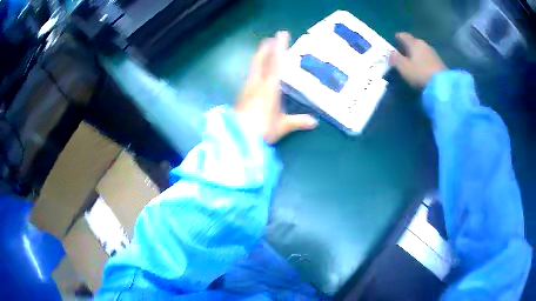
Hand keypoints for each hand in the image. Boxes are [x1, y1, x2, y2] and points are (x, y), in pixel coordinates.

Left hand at [235, 31, 317, 143]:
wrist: (237, 138)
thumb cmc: (262, 130)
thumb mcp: (282, 126)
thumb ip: (298, 122)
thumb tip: (314, 122)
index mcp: (270, 87)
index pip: (276, 63)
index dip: (280, 48)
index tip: (282, 34)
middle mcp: (257, 84)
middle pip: (261, 61)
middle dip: (266, 49)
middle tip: (270, 39)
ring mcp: (247, 89)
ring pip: (254, 68)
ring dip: (260, 57)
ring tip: (264, 51)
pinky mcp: (242, 95)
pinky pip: (251, 77)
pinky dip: (256, 70)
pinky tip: (257, 73)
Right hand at [389, 32, 446, 87]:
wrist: (443, 85)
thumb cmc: (420, 74)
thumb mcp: (403, 68)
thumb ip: (395, 59)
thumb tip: (390, 53)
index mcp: (413, 42)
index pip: (402, 35)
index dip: (397, 38)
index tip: (394, 44)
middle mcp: (423, 44)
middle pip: (412, 42)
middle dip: (407, 47)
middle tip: (402, 55)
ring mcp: (432, 52)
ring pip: (421, 49)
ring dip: (416, 54)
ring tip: (412, 63)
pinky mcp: (439, 62)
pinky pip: (427, 57)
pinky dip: (423, 60)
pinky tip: (422, 68)